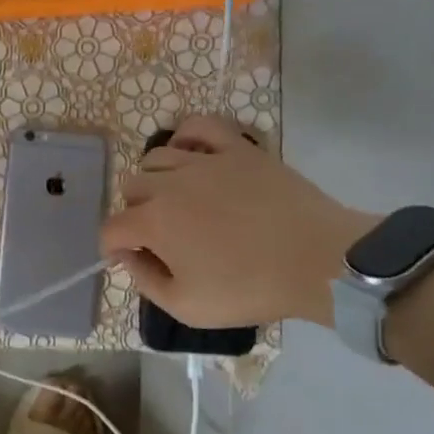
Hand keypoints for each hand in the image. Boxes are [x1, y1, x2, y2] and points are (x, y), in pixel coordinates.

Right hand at [101, 115, 374, 327]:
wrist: (321, 263)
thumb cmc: (251, 289)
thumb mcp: (187, 306)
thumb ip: (145, 280)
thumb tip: (126, 255)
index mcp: (153, 223)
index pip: (112, 228)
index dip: (113, 247)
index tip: (130, 258)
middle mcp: (169, 184)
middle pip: (131, 188)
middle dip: (135, 212)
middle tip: (160, 235)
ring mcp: (204, 161)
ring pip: (156, 158)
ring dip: (155, 180)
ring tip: (176, 199)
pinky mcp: (237, 149)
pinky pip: (199, 126)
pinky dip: (185, 137)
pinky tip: (191, 155)